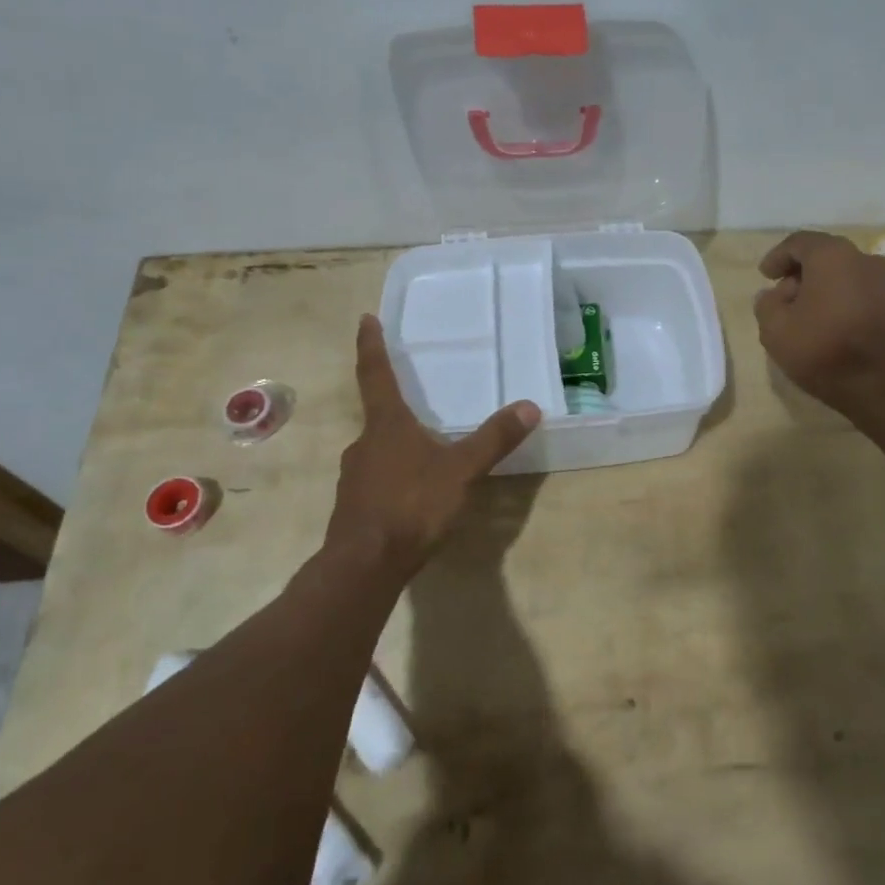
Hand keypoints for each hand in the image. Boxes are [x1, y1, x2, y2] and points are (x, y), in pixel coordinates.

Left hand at [324, 315, 540, 567]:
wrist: (364, 566)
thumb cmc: (412, 505)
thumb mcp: (461, 470)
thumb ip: (494, 439)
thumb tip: (530, 406)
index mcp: (387, 425)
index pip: (376, 374)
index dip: (371, 346)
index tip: (365, 319)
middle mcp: (364, 444)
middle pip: (378, 416)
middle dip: (396, 408)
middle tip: (417, 403)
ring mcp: (354, 477)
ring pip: (378, 451)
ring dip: (397, 447)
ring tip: (425, 454)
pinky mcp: (354, 508)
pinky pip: (377, 481)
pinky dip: (394, 478)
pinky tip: (413, 495)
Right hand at [755, 230, 884, 417]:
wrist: (884, 386)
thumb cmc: (824, 350)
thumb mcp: (775, 329)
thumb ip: (766, 304)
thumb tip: (774, 295)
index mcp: (832, 256)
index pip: (799, 243)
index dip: (777, 257)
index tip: (765, 276)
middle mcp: (864, 258)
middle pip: (825, 256)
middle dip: (800, 272)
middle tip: (782, 296)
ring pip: (845, 274)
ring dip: (823, 287)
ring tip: (805, 314)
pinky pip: (861, 291)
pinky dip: (842, 299)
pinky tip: (830, 324)